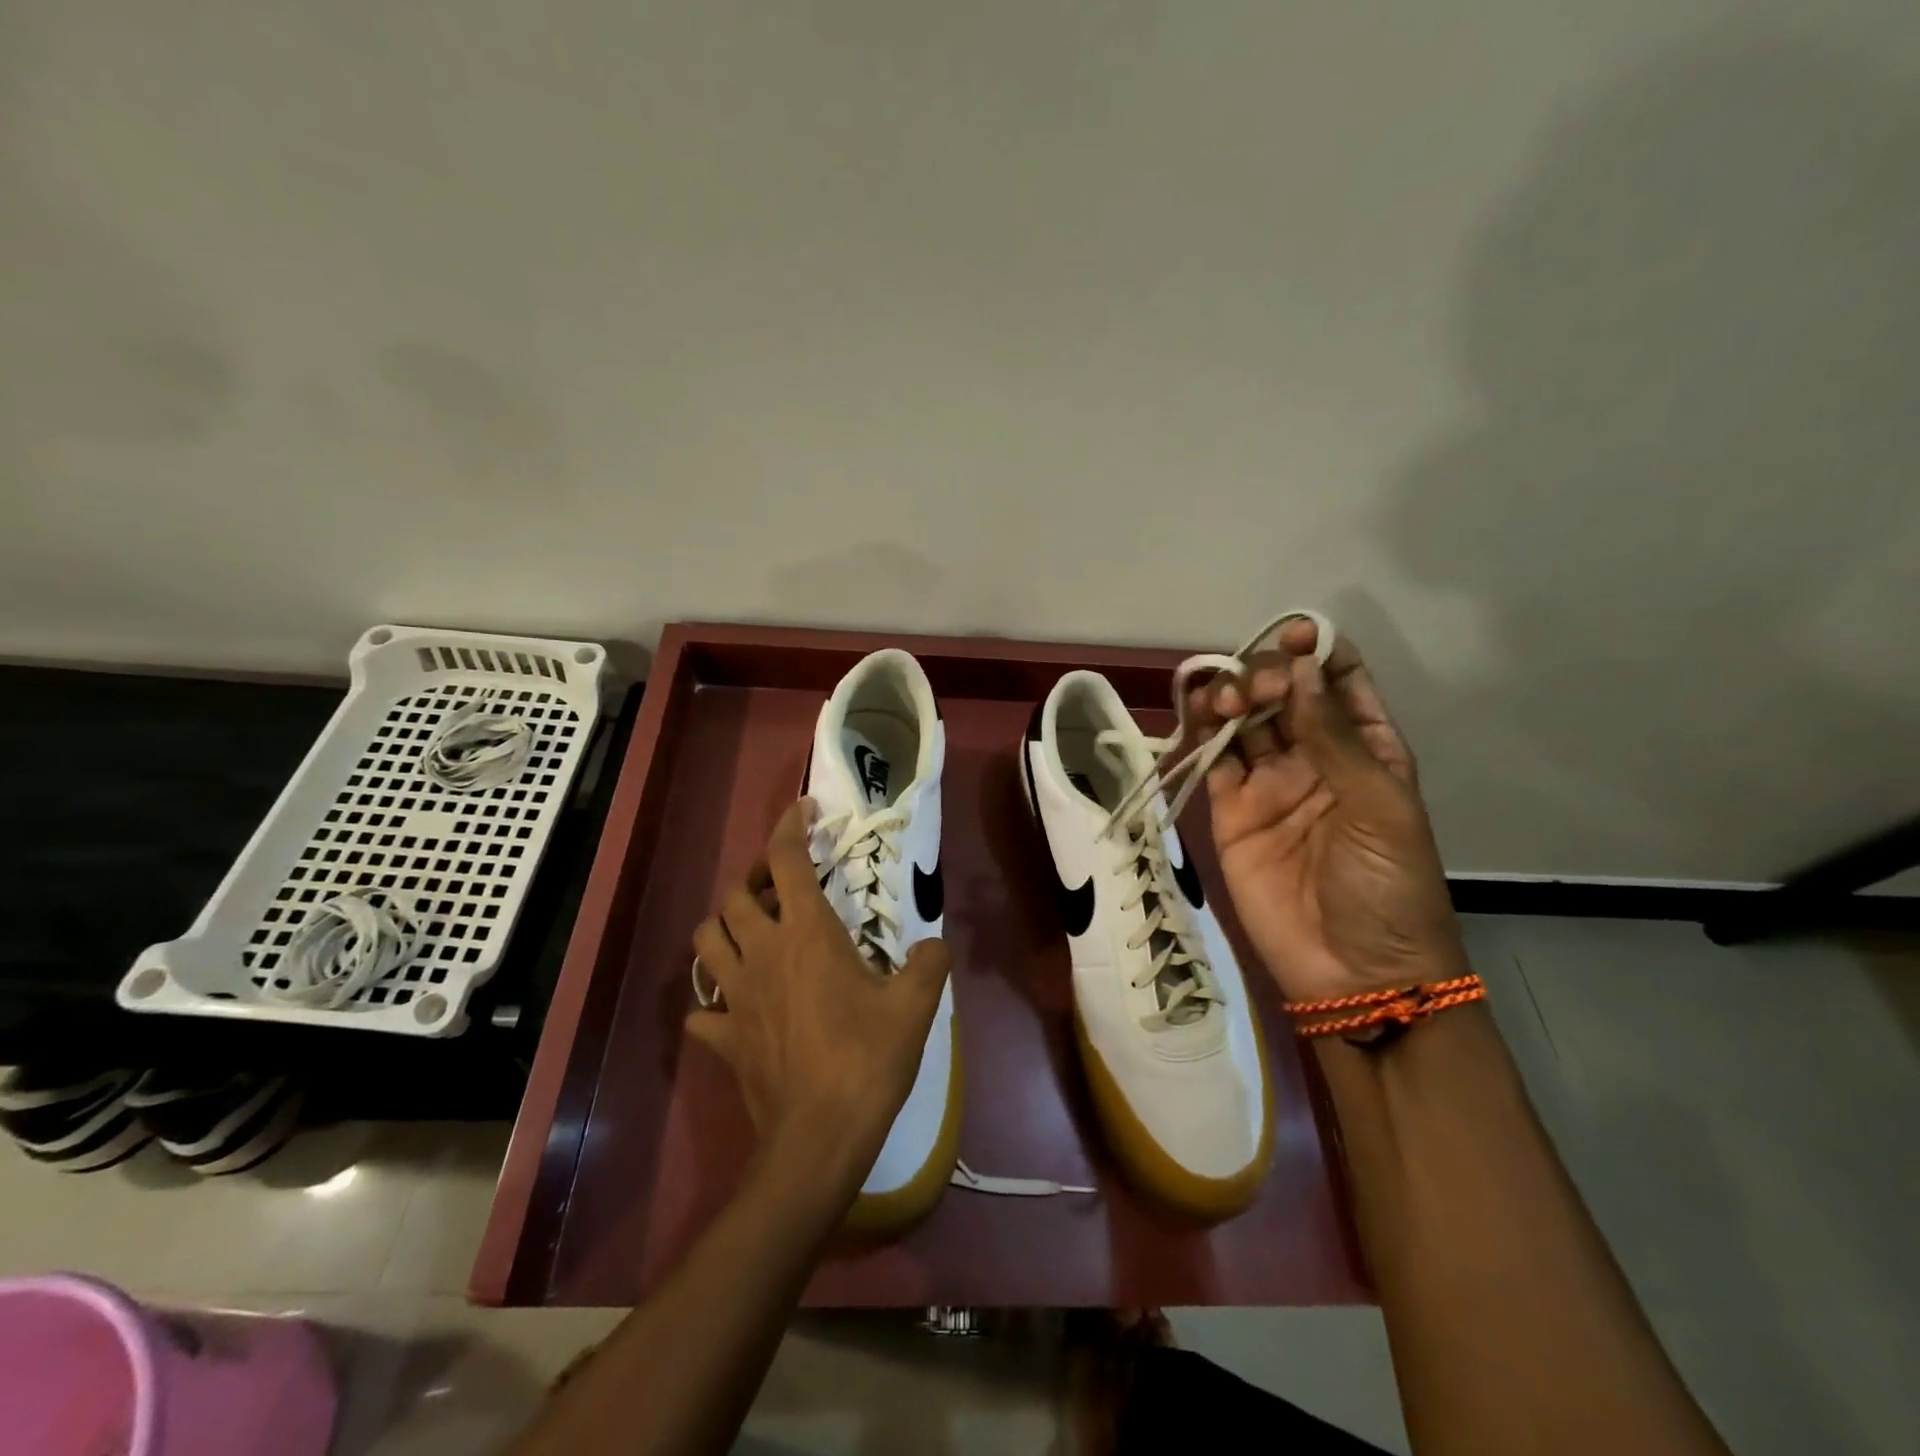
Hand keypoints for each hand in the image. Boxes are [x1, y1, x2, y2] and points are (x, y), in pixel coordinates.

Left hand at [687, 799, 950, 1192]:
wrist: (820, 1137)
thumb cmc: (867, 1059)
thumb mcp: (916, 1005)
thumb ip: (931, 962)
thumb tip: (936, 945)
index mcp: (806, 934)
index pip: (784, 860)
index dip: (790, 826)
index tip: (803, 809)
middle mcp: (762, 954)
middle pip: (733, 897)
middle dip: (753, 881)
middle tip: (780, 888)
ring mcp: (735, 996)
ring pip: (704, 942)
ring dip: (723, 928)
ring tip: (750, 934)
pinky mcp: (723, 1038)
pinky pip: (702, 1011)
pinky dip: (713, 1002)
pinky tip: (735, 1008)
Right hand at [1195, 621, 1463, 1002]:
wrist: (1355, 973)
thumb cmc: (1389, 887)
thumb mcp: (1379, 805)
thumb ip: (1333, 737)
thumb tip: (1298, 669)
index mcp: (1366, 748)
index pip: (1339, 681)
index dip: (1317, 651)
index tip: (1293, 635)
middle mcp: (1315, 756)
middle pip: (1284, 694)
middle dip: (1267, 676)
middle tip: (1256, 690)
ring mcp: (1269, 784)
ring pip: (1244, 722)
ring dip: (1232, 698)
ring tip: (1223, 700)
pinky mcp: (1231, 811)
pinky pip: (1213, 761)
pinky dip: (1201, 735)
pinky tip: (1197, 717)